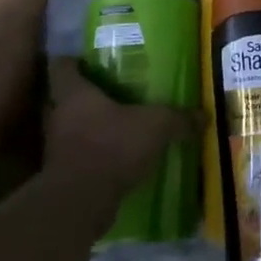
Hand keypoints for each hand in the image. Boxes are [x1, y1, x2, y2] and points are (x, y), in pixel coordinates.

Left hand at [42, 57, 199, 228]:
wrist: (83, 200)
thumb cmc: (113, 146)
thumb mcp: (156, 126)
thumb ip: (178, 119)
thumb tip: (204, 116)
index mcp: (74, 93)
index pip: (61, 66)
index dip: (73, 61)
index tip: (89, 61)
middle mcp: (58, 115)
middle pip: (62, 98)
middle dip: (83, 97)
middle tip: (110, 94)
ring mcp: (55, 147)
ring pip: (68, 129)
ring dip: (87, 128)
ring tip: (115, 128)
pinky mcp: (61, 174)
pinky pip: (76, 157)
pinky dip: (92, 156)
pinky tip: (115, 159)